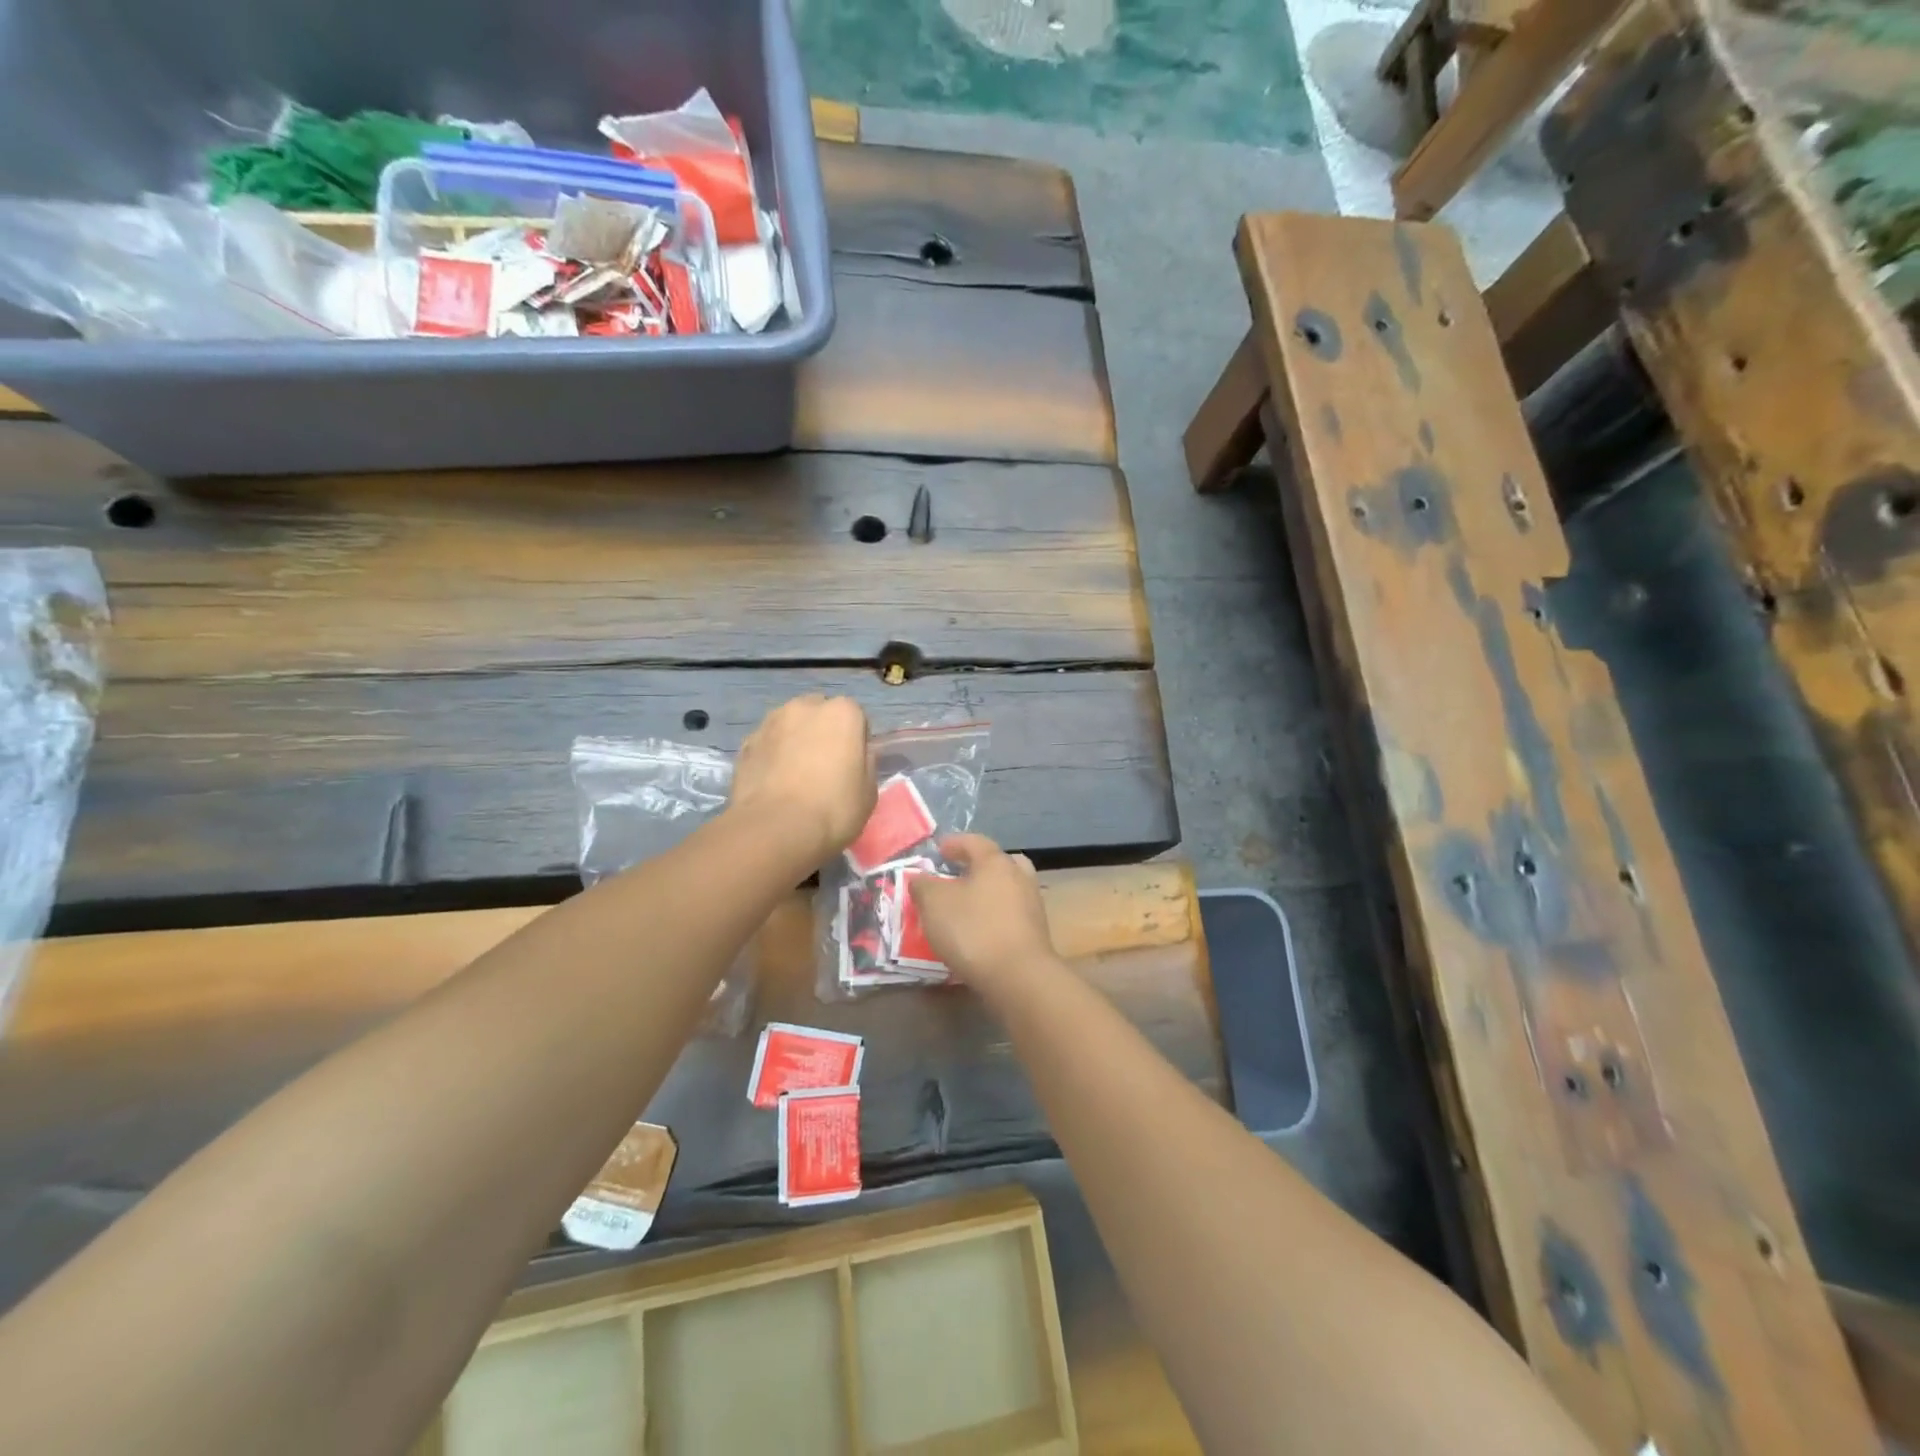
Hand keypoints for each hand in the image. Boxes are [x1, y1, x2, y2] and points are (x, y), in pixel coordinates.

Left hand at [729, 696, 873, 863]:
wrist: (774, 829)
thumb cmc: (833, 809)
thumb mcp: (869, 791)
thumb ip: (865, 763)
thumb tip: (856, 755)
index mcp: (842, 712)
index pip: (856, 717)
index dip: (856, 741)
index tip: (853, 765)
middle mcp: (805, 706)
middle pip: (819, 714)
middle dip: (822, 732)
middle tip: (824, 767)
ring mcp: (770, 722)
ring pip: (789, 726)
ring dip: (794, 741)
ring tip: (794, 776)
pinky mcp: (745, 744)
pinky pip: (767, 745)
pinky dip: (771, 756)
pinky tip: (773, 784)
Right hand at [910, 834, 1056, 993]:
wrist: (1018, 977)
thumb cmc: (973, 929)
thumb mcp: (934, 903)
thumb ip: (924, 886)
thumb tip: (921, 878)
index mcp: (996, 862)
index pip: (975, 842)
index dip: (955, 843)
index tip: (939, 850)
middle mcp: (1019, 877)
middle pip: (999, 863)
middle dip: (979, 867)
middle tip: (958, 875)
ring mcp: (1032, 905)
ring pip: (1008, 889)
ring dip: (988, 893)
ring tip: (966, 906)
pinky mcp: (1036, 933)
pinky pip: (1011, 915)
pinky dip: (995, 917)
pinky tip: (980, 931)